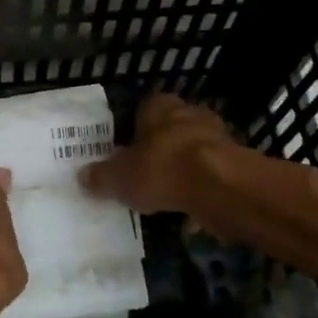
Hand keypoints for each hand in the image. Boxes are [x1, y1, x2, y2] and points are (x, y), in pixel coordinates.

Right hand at [80, 92, 236, 215]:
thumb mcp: (119, 177)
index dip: (131, 131)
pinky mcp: (235, 164)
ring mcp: (217, 137)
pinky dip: (199, 191)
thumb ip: (101, 177)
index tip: (122, 153)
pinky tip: (188, 212)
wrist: (221, 187)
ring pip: (190, 153)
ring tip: (163, 197)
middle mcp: (189, 113)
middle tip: (141, 176)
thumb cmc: (163, 169)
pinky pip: (209, 177)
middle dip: (157, 151)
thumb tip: (82, 176)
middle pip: (168, 132)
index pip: (141, 111)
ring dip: (180, 172)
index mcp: (158, 105)